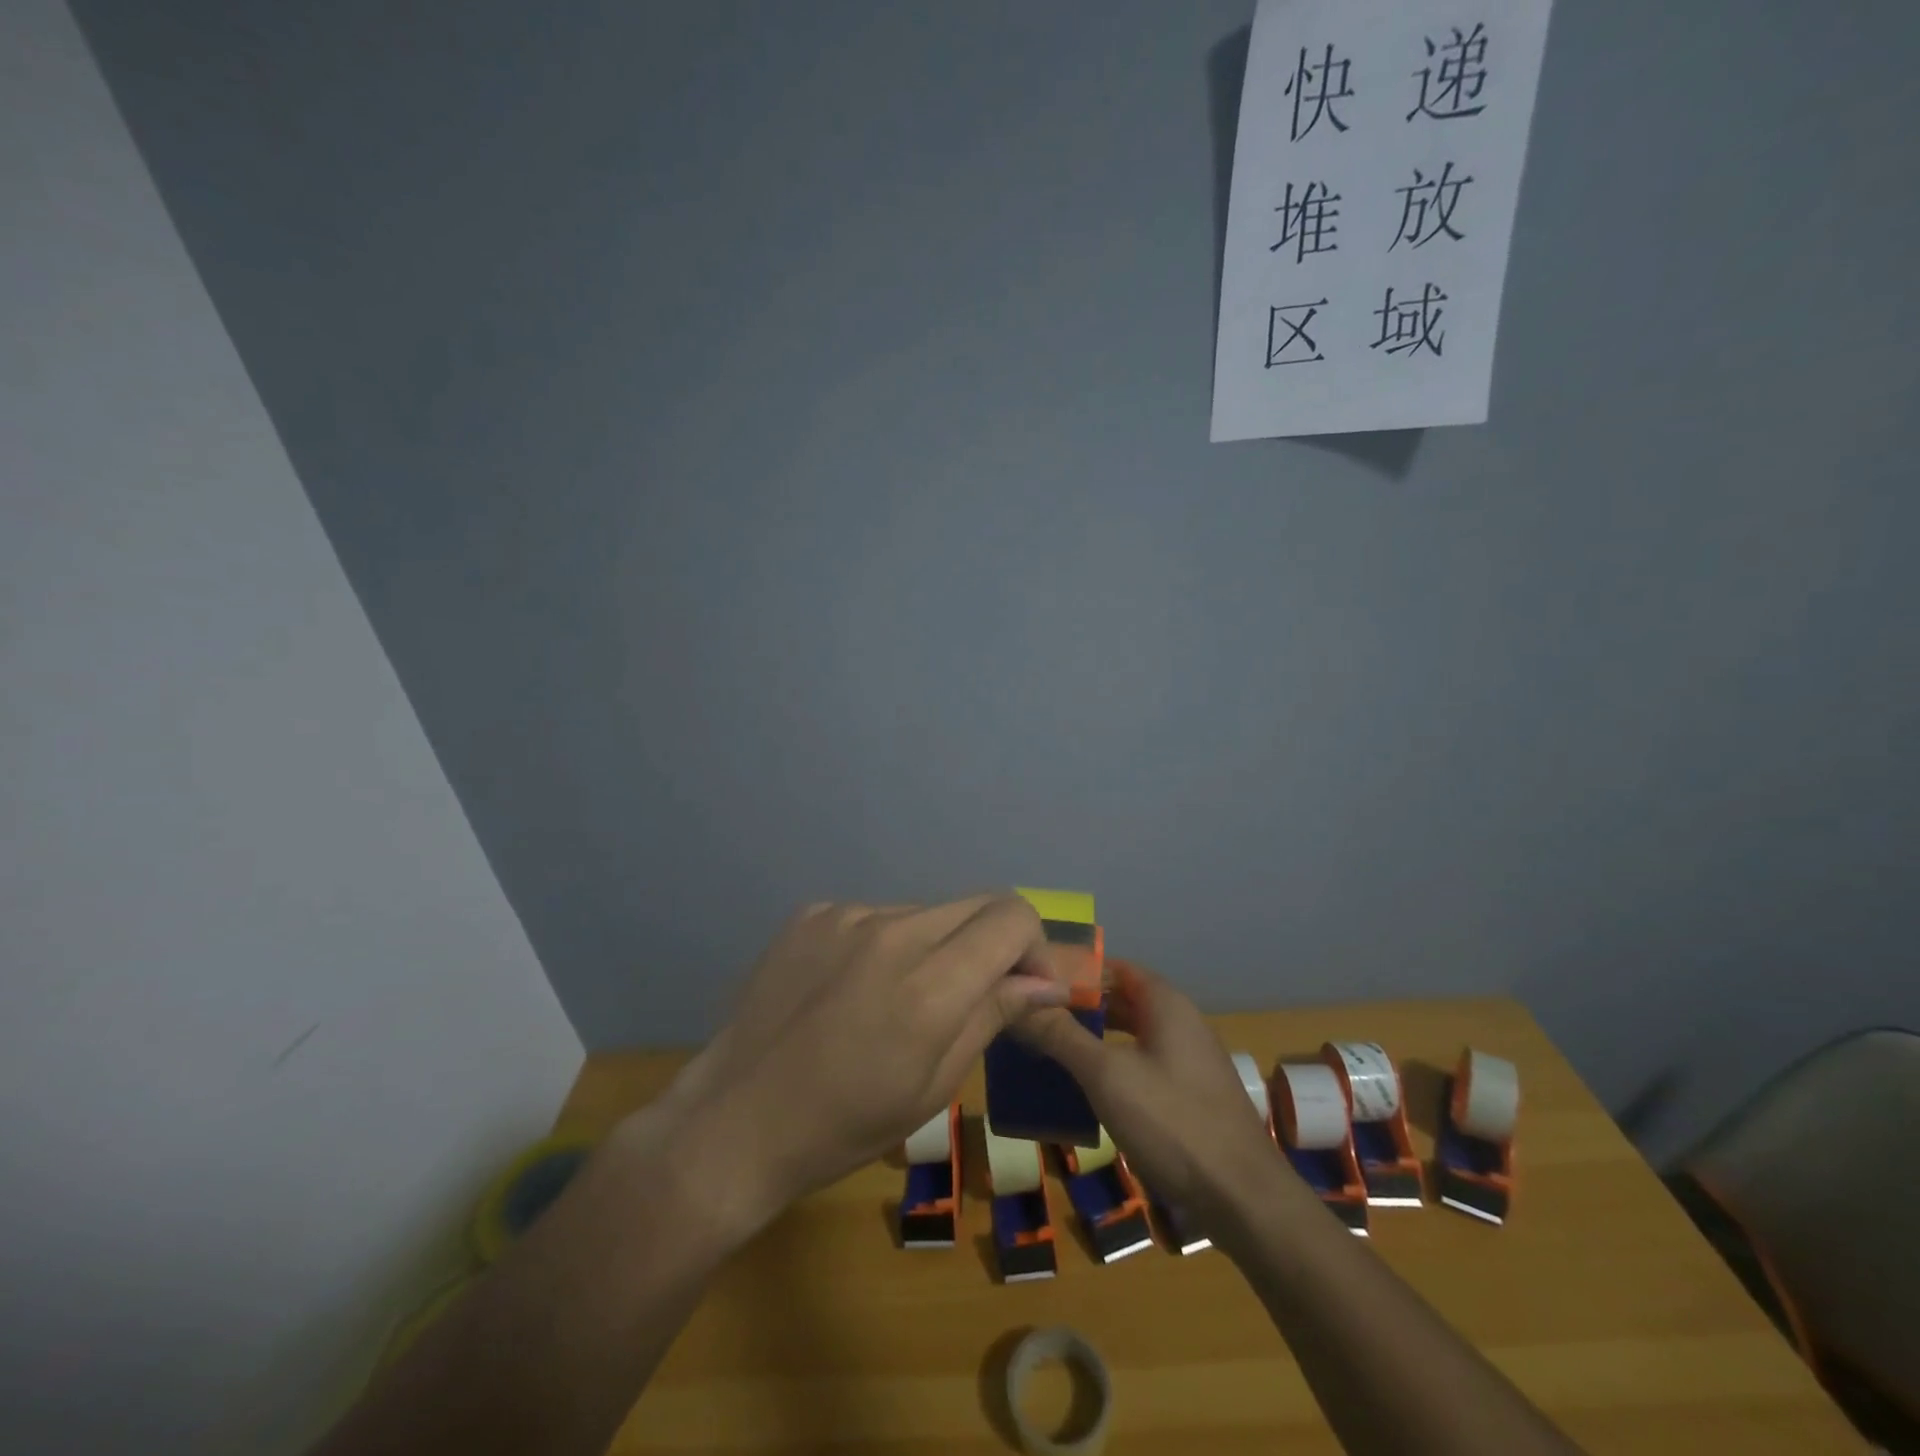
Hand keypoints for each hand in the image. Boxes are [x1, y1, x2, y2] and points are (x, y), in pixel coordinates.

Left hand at [618, 896, 1067, 1238]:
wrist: (734, 1120)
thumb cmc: (842, 1126)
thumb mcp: (932, 1086)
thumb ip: (992, 1016)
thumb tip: (1045, 983)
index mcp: (929, 984)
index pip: (1012, 918)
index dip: (1033, 949)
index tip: (1025, 991)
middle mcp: (891, 930)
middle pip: (976, 903)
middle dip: (994, 944)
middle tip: (977, 994)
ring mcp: (845, 914)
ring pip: (925, 911)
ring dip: (937, 946)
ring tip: (901, 999)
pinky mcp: (811, 912)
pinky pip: (875, 915)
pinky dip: (886, 944)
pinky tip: (854, 989)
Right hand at [1015, 958, 1284, 1223]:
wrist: (1244, 1198)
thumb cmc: (1173, 1122)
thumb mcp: (1106, 1075)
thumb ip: (1061, 1035)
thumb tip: (1019, 1002)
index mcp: (1165, 1002)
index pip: (1113, 966)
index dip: (1075, 970)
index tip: (1035, 982)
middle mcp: (1180, 1021)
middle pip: (1122, 999)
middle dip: (1081, 1006)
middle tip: (1035, 1015)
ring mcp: (1188, 1059)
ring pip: (1132, 1033)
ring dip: (1095, 1037)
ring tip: (1051, 1047)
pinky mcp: (1190, 1093)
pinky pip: (1143, 1062)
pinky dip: (1113, 1064)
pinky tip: (1087, 1087)